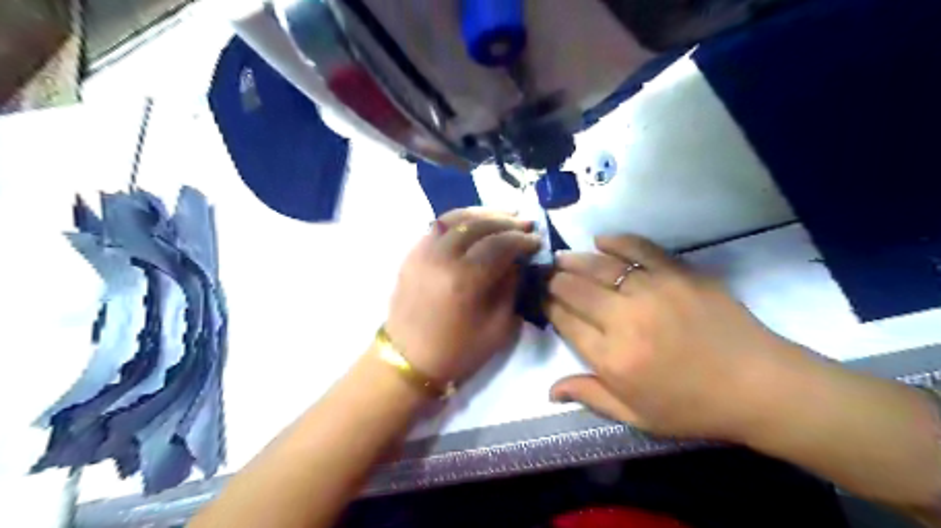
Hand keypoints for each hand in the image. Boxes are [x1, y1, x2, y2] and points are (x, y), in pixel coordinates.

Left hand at [383, 207, 544, 384]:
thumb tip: (517, 261)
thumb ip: (510, 288)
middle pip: (478, 225)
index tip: (537, 240)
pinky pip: (437, 226)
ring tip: (504, 215)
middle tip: (525, 223)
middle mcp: (441, 258)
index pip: (499, 245)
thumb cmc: (457, 351)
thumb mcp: (498, 328)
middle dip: (506, 221)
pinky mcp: (411, 254)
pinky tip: (474, 222)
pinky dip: (460, 219)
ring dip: (483, 213)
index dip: (522, 240)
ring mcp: (422, 252)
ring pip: (455, 218)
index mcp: (464, 280)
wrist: (408, 360)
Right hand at [544, 235, 807, 440]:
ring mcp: (652, 292)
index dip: (549, 307)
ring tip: (562, 259)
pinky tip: (601, 240)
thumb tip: (549, 389)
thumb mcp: (637, 417)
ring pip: (598, 266)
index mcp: (612, 359)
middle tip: (549, 277)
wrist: (760, 385)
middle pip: (574, 290)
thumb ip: (591, 397)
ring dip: (574, 260)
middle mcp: (624, 320)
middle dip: (555, 281)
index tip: (543, 300)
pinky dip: (616, 241)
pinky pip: (638, 249)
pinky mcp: (678, 273)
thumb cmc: (694, 407)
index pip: (564, 321)